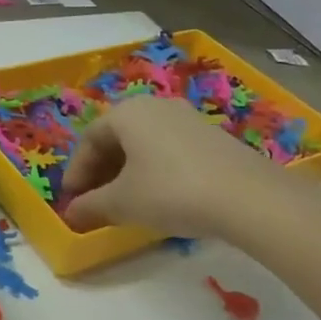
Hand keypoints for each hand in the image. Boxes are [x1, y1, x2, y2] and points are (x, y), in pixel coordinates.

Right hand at [63, 95, 306, 240]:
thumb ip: (91, 206)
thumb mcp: (122, 203)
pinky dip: (154, 171)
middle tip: (94, 201)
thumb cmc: (171, 192)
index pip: (89, 139)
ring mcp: (187, 118)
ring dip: (127, 172)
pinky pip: (168, 150)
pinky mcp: (212, 136)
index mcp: (127, 113)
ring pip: (144, 144)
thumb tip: (71, 213)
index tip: (71, 201)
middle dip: (101, 171)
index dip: (76, 172)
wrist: (249, 198)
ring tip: (125, 202)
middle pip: (116, 138)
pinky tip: (159, 198)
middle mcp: (155, 106)